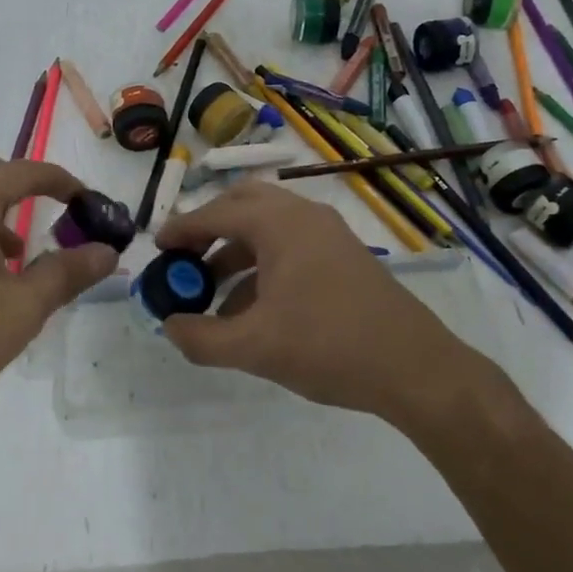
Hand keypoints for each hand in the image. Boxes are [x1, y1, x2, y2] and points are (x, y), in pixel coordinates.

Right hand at [153, 181, 484, 419]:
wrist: (415, 368)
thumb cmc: (329, 346)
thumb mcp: (254, 347)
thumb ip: (201, 338)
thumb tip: (170, 326)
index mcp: (280, 223)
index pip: (217, 213)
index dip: (181, 229)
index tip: (157, 248)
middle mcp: (304, 216)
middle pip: (244, 204)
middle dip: (210, 229)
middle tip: (185, 258)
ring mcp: (329, 234)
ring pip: (268, 228)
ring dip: (235, 252)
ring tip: (211, 293)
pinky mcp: (345, 256)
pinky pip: (290, 246)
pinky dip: (262, 266)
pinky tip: (251, 309)